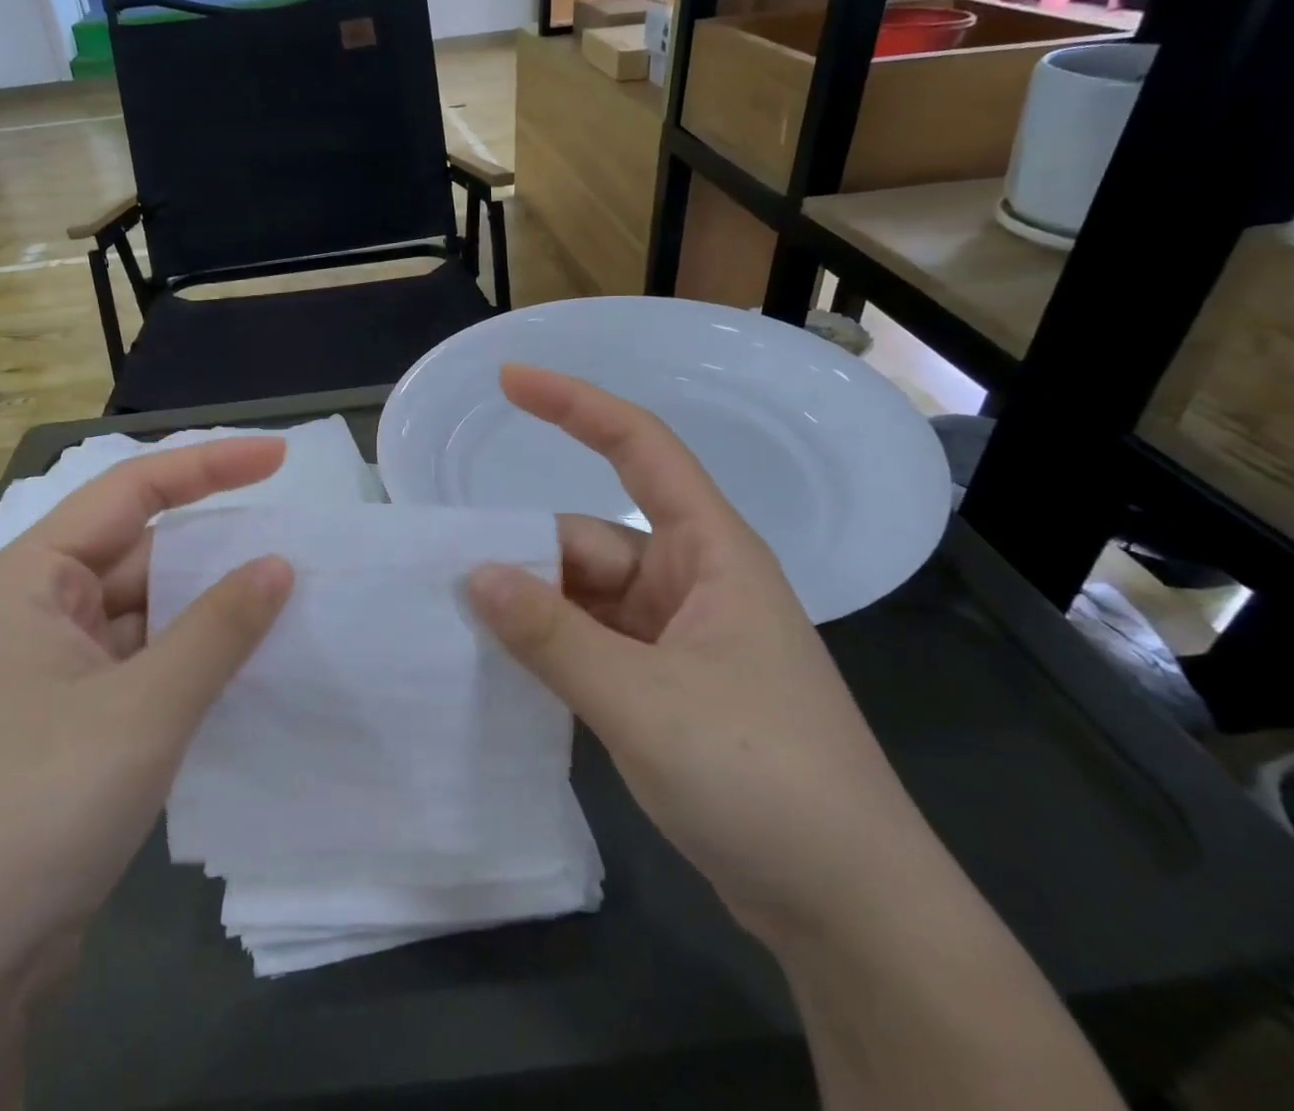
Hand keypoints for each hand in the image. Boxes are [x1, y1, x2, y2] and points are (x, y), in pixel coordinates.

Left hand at [0, 439, 295, 985]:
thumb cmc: (34, 807)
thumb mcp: (143, 709)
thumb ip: (218, 628)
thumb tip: (278, 564)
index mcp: (30, 580)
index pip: (130, 492)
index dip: (210, 466)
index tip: (280, 458)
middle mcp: (33, 614)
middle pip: (139, 555)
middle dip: (215, 550)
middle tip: (295, 546)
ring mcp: (47, 674)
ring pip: (144, 616)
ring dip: (207, 612)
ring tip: (286, 604)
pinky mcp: (64, 727)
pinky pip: (141, 666)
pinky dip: (190, 661)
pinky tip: (242, 668)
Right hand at [466, 366, 944, 947]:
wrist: (849, 911)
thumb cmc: (764, 780)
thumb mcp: (644, 702)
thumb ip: (553, 636)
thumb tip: (474, 575)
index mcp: (709, 553)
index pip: (640, 448)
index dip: (574, 405)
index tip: (509, 382)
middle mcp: (691, 582)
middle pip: (589, 541)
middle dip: (523, 556)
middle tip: (444, 579)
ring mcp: (677, 638)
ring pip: (584, 598)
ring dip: (531, 610)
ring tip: (458, 625)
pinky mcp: (666, 687)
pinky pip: (591, 644)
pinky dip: (549, 650)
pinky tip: (501, 668)